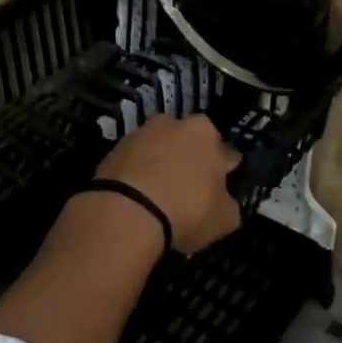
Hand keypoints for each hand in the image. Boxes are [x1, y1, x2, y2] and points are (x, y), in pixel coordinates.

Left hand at [93, 113, 241, 256]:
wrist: (126, 212)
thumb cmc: (186, 210)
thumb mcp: (224, 219)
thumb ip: (228, 204)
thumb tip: (224, 201)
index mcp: (204, 132)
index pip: (224, 151)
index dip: (224, 172)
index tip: (221, 189)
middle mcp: (172, 123)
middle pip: (187, 144)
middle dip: (189, 162)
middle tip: (189, 191)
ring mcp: (138, 135)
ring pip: (157, 150)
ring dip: (160, 166)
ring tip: (160, 197)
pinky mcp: (112, 151)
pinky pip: (133, 164)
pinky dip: (137, 176)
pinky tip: (138, 200)